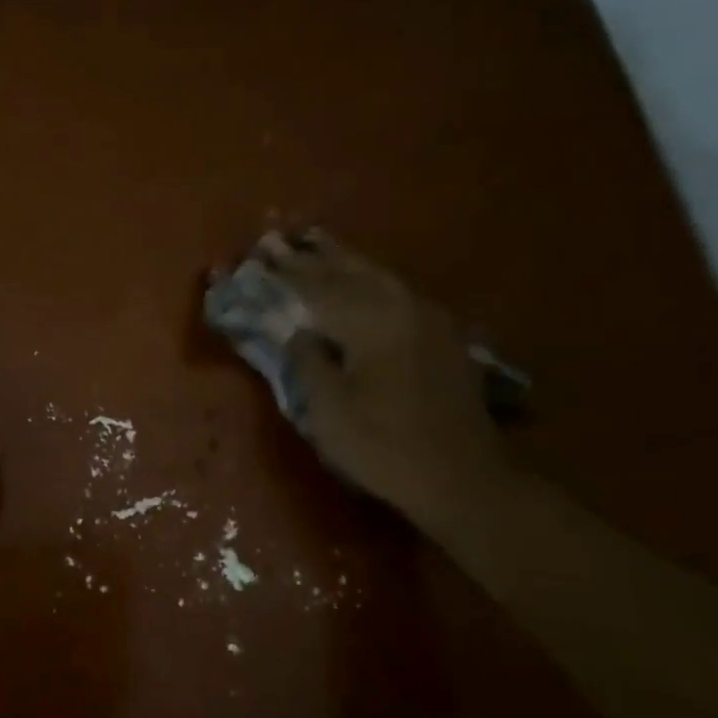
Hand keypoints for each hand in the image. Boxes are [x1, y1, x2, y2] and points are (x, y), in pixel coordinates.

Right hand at [255, 231, 512, 527]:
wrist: (463, 478)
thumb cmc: (384, 445)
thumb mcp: (327, 409)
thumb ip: (306, 361)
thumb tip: (298, 333)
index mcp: (369, 320)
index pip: (314, 286)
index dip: (281, 272)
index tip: (255, 254)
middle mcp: (399, 306)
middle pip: (346, 271)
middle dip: (309, 256)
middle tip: (278, 238)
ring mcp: (425, 318)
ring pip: (375, 275)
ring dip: (340, 259)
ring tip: (315, 241)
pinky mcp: (440, 335)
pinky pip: (394, 291)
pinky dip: (368, 278)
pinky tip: (361, 277)